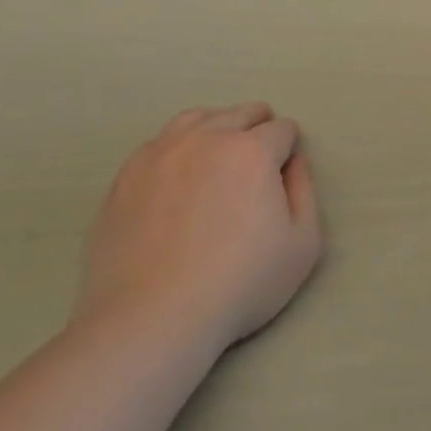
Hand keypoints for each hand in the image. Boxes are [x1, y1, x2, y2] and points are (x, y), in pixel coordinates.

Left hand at [78, 103, 321, 350]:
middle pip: (240, 113)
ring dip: (217, 128)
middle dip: (258, 128)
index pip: (281, 128)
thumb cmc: (240, 284)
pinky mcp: (126, 174)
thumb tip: (293, 161)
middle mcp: (206, 138)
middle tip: (258, 162)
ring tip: (219, 158)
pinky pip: (160, 143)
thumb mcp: (302, 245)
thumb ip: (304, 192)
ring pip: (197, 118)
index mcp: (251, 151)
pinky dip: (179, 149)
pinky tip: (179, 178)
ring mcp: (160, 152)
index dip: (289, 147)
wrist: (152, 317)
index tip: (284, 171)